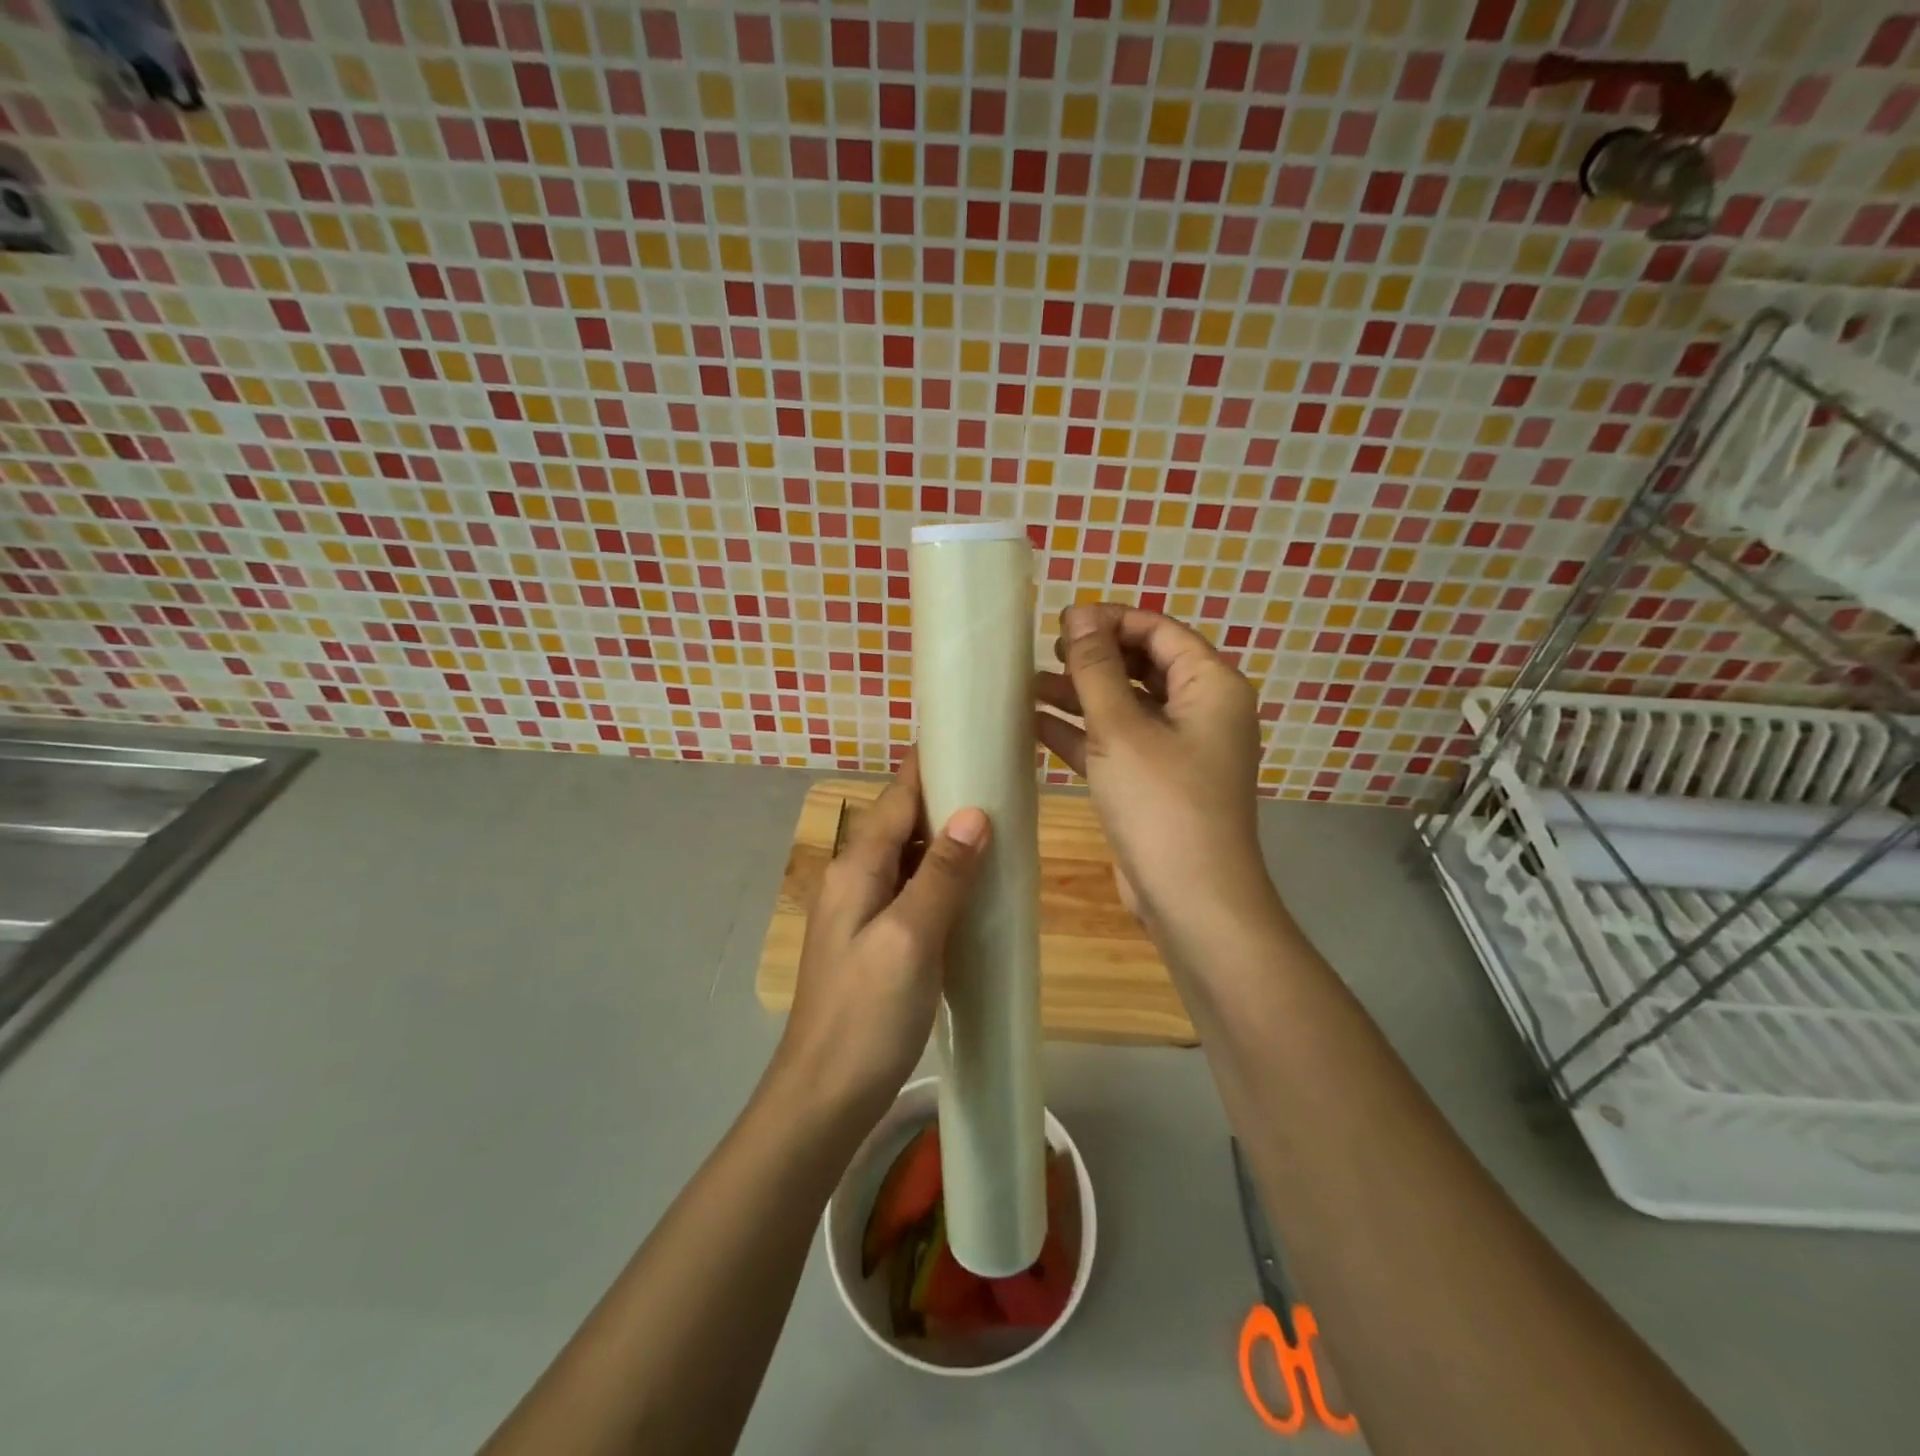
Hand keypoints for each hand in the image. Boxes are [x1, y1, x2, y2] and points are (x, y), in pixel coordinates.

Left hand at [777, 750, 989, 1118]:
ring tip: (999, 828)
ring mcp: (863, 913)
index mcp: (857, 869)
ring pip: (911, 860)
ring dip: (947, 842)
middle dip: (946, 801)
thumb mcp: (909, 939)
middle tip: (1001, 784)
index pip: (896, 799)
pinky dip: (943, 881)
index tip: (967, 737)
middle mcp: (855, 880)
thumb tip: (974, 813)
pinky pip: (913, 893)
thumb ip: (942, 875)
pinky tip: (974, 889)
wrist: (825, 1095)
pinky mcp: (876, 943)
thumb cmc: (866, 1015)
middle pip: (903, 824)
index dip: (928, 766)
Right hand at [1035, 603, 1279, 958]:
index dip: (1110, 621)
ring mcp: (1179, 750)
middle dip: (1093, 659)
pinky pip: (1117, 744)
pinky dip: (1082, 734)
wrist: (1192, 900)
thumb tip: (1079, 615)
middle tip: (1044, 654)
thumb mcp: (1121, 728)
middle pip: (1143, 667)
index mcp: (1211, 686)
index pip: (1159, 631)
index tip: (1060, 623)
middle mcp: (1201, 712)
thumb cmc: (1162, 802)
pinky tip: (1035, 727)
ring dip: (1081, 696)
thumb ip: (1096, 669)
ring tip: (1027, 687)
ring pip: (1126, 707)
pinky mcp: (1156, 783)